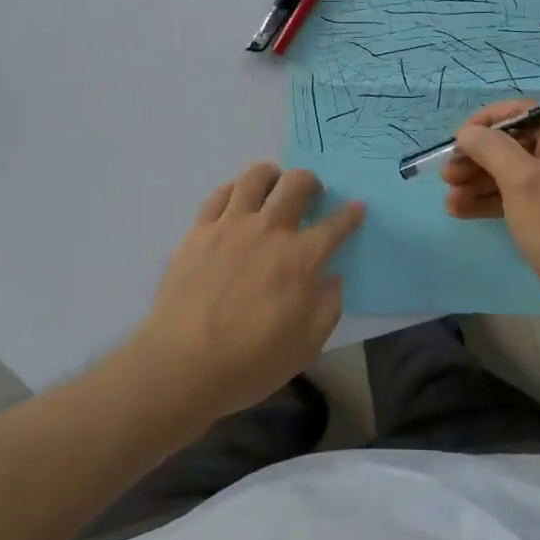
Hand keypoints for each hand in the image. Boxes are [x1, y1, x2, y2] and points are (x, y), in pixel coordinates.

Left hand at [132, 163, 362, 419]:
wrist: (182, 365)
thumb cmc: (250, 362)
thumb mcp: (306, 346)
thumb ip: (327, 307)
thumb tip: (332, 278)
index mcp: (300, 260)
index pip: (334, 226)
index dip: (350, 214)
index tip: (357, 207)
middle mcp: (268, 231)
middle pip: (296, 185)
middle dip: (312, 182)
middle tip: (313, 194)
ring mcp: (230, 226)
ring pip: (256, 178)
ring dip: (273, 175)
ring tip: (275, 183)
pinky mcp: (199, 231)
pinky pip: (220, 194)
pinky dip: (235, 189)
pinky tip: (238, 198)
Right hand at [443, 101, 539, 326]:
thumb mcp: (521, 180)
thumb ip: (491, 148)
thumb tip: (466, 132)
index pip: (521, 113)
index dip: (486, 123)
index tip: (458, 140)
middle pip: (510, 145)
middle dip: (476, 159)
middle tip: (447, 175)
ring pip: (507, 173)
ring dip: (476, 183)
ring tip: (448, 199)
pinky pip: (512, 196)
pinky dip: (487, 201)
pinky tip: (460, 211)